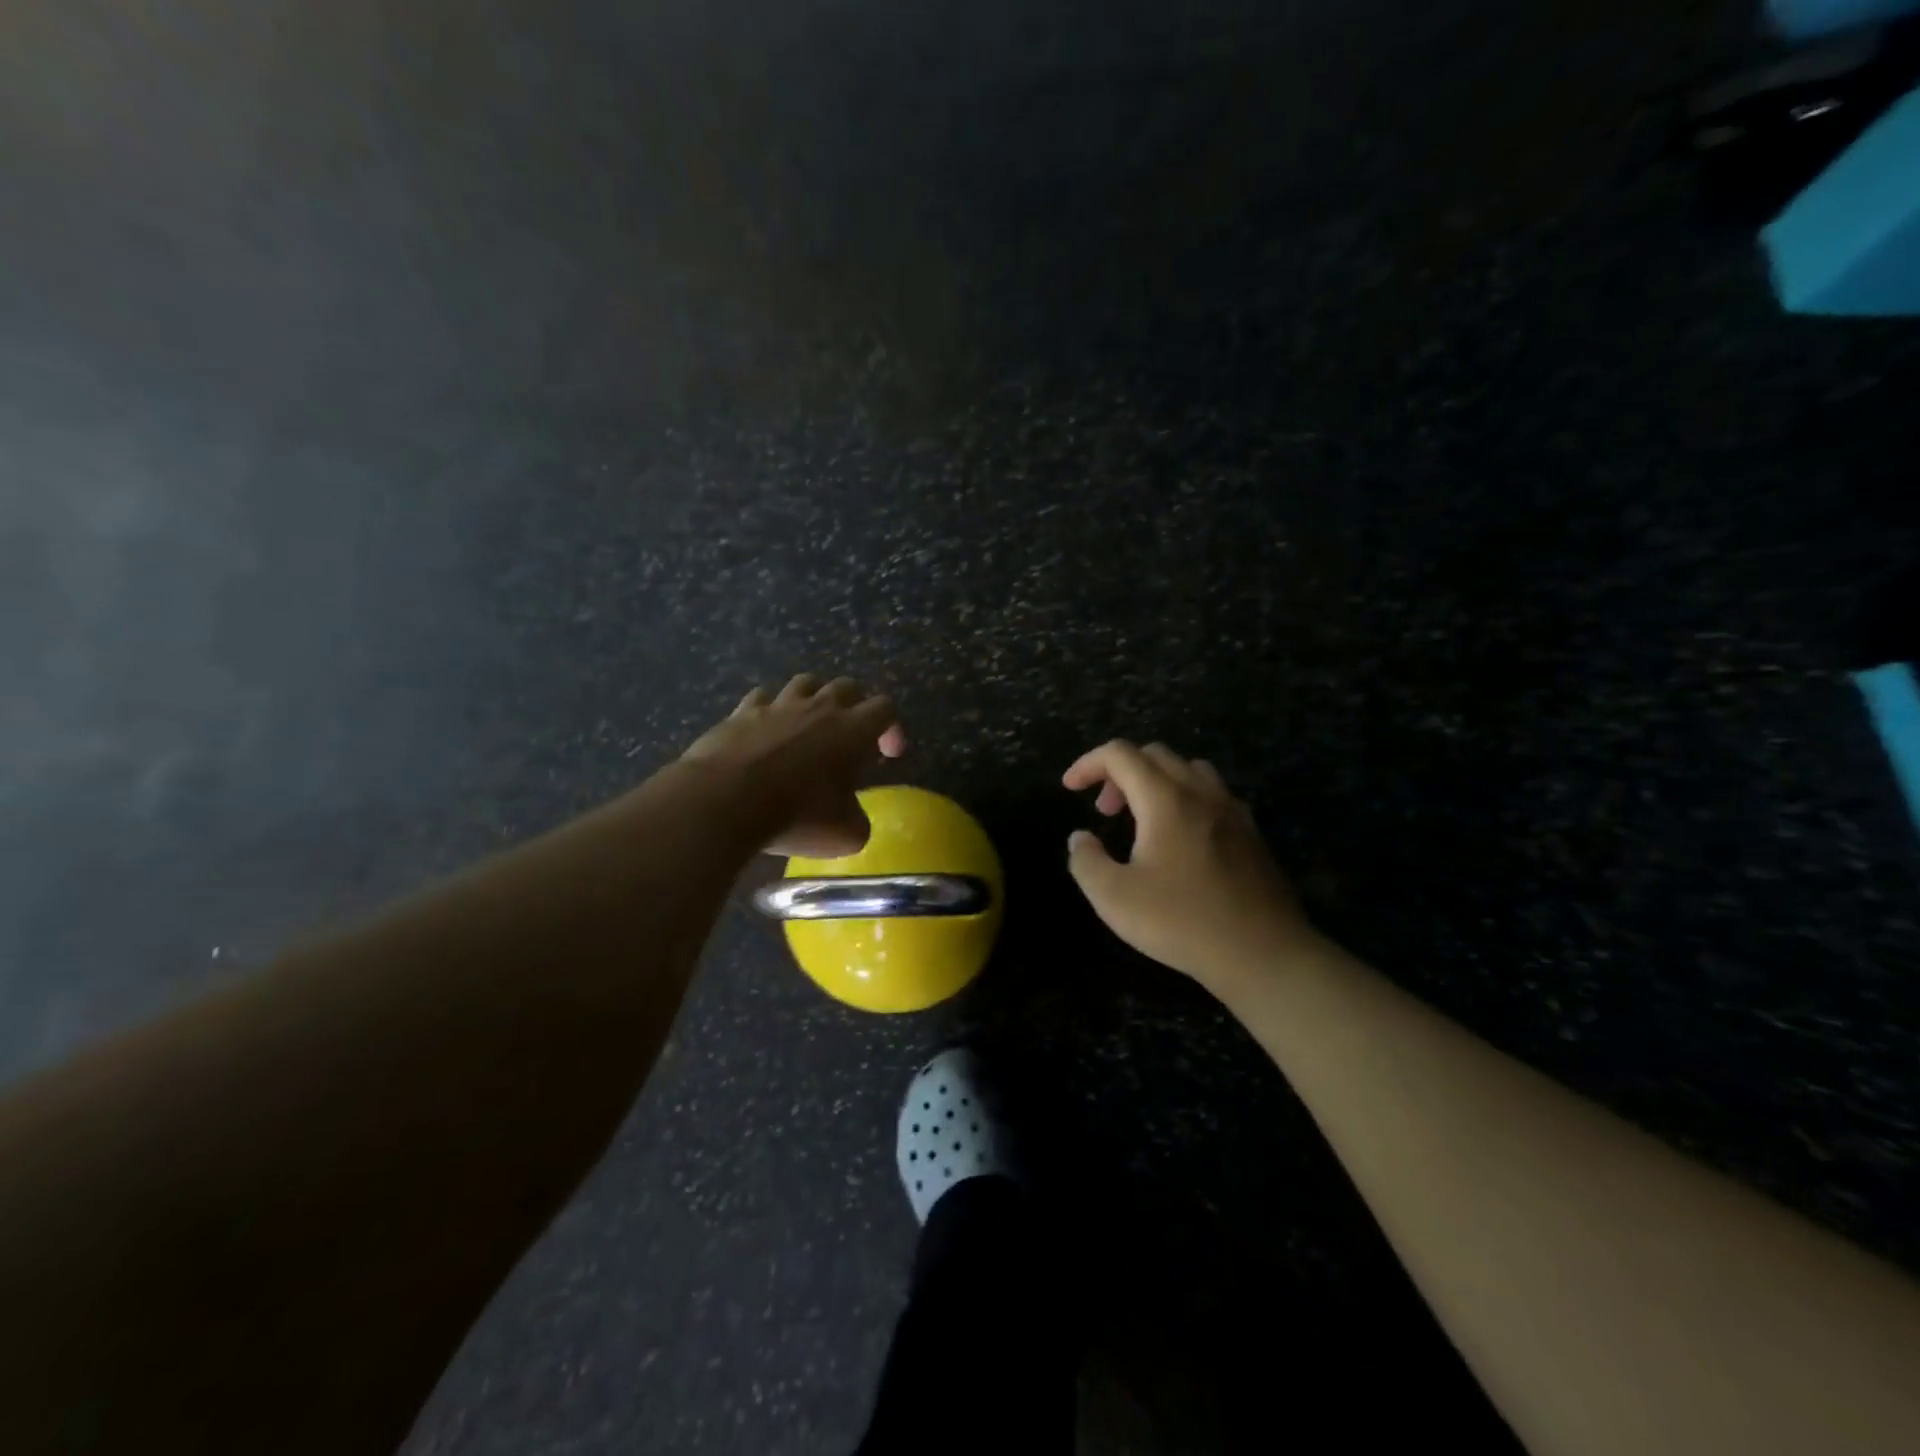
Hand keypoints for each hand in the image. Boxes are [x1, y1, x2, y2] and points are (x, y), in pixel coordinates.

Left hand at [681, 674, 905, 858]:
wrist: (726, 801)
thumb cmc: (797, 816)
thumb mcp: (846, 834)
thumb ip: (858, 819)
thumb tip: (852, 816)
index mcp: (854, 730)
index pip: (885, 708)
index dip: (892, 728)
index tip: (889, 754)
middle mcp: (820, 707)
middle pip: (848, 686)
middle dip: (856, 706)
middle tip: (851, 737)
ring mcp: (778, 705)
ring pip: (806, 683)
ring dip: (815, 699)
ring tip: (810, 725)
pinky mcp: (741, 712)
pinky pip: (763, 698)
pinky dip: (771, 711)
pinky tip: (766, 731)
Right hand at [1063, 741, 1318, 990]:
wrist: (1263, 954)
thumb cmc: (1182, 922)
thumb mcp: (1114, 898)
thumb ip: (1086, 861)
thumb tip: (1080, 838)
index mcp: (1165, 799)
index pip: (1120, 755)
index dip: (1088, 763)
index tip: (1070, 788)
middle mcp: (1201, 793)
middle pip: (1155, 754)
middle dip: (1120, 772)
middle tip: (1104, 810)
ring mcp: (1232, 810)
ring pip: (1188, 769)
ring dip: (1155, 781)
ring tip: (1141, 819)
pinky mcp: (1251, 833)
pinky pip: (1211, 794)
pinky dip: (1184, 798)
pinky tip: (1179, 838)